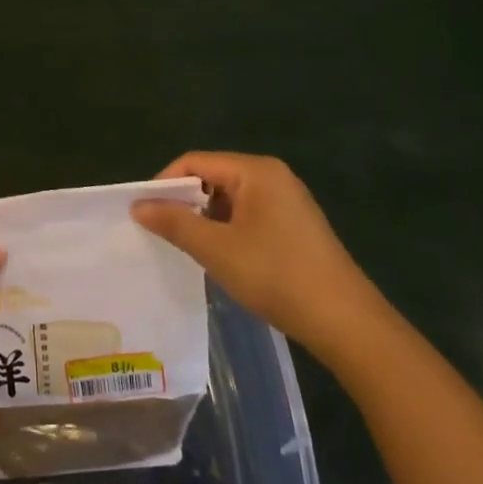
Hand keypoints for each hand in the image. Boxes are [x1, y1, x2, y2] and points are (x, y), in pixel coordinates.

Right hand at [133, 152, 384, 364]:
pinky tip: (220, 257)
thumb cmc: (275, 274)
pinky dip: (227, 230)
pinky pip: (248, 215)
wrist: (345, 321)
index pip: (195, 162)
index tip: (143, 211)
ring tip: (185, 247)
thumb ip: (174, 222)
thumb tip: (138, 205)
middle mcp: (272, 176)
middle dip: (184, 202)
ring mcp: (287, 201)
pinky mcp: (295, 226)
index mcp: (255, 171)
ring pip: (230, 199)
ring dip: (205, 219)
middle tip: (160, 231)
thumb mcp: (216, 248)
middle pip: (213, 177)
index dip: (164, 183)